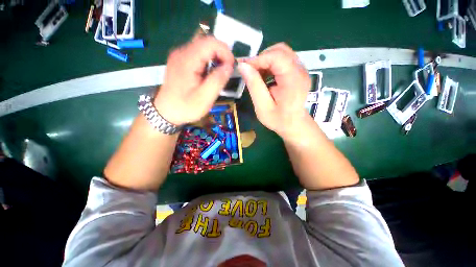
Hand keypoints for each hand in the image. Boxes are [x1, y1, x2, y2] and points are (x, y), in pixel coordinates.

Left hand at [154, 36, 234, 125]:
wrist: (166, 112)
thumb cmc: (185, 107)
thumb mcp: (205, 97)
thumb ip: (218, 80)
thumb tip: (229, 66)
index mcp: (187, 60)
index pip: (210, 42)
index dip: (225, 51)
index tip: (231, 67)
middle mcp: (182, 53)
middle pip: (206, 42)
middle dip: (221, 55)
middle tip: (227, 71)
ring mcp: (179, 56)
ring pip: (203, 48)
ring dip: (215, 58)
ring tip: (220, 74)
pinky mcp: (180, 62)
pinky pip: (198, 55)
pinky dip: (208, 61)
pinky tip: (209, 74)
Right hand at [237, 43, 310, 138]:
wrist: (294, 124)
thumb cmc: (278, 120)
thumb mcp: (263, 107)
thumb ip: (254, 86)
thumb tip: (243, 66)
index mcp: (293, 80)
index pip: (276, 56)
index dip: (258, 59)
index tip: (243, 67)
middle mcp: (300, 70)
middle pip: (280, 50)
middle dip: (261, 58)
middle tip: (250, 72)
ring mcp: (301, 69)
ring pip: (281, 53)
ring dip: (265, 61)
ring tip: (256, 75)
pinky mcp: (298, 71)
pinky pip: (283, 59)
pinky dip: (270, 64)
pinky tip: (264, 76)